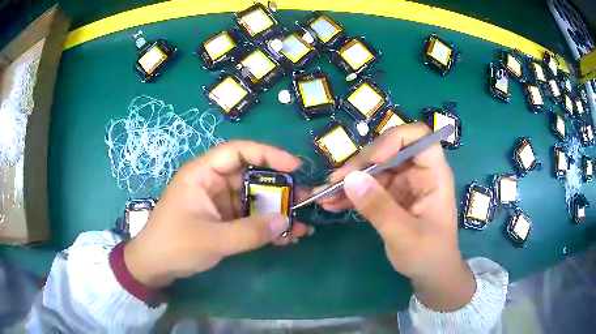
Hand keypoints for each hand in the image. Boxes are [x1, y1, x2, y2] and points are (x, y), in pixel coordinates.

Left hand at [124, 141, 313, 287]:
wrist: (155, 266)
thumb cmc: (175, 245)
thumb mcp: (213, 239)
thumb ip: (250, 232)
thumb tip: (286, 222)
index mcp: (203, 174)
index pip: (238, 151)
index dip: (268, 154)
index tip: (294, 167)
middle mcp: (213, 183)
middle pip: (251, 177)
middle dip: (279, 190)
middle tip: (305, 201)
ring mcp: (219, 202)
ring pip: (253, 200)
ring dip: (276, 212)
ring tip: (301, 227)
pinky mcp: (222, 219)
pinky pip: (248, 217)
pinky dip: (265, 226)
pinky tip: (285, 238)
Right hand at [318, 123, 474, 310]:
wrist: (431, 274)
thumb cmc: (428, 255)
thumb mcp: (404, 235)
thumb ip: (379, 208)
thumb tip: (349, 179)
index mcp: (433, 175)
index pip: (419, 137)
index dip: (395, 139)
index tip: (374, 160)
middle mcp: (418, 173)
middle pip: (388, 150)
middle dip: (361, 163)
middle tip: (336, 182)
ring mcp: (403, 184)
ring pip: (374, 169)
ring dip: (349, 180)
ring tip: (325, 194)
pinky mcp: (391, 196)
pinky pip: (368, 187)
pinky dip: (350, 194)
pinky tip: (331, 203)